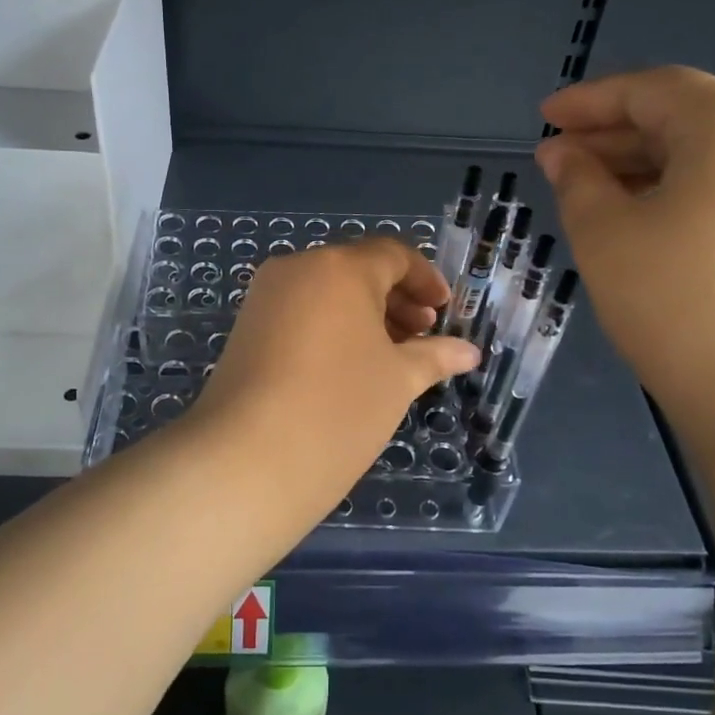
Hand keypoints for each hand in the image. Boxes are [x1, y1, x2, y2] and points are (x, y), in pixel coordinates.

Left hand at [187, 239, 478, 534]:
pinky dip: (331, 327)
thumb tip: (469, 352)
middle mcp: (298, 269)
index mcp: (340, 268)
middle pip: (357, 270)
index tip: (444, 312)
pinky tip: (348, 367)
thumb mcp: (398, 380)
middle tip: (422, 337)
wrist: (247, 458)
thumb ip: (435, 356)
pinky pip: (300, 312)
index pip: (392, 255)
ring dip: (364, 315)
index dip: (425, 280)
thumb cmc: (339, 408)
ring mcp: (265, 297)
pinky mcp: (246, 327)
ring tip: (390, 357)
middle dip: (396, 300)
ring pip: (326, 292)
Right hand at [536, 67, 714, 433]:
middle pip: (691, 119)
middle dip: (619, 136)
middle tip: (561, 161)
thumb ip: (578, 180)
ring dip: (654, 169)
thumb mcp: (606, 236)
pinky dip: (693, 197)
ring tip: (599, 196)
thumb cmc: (683, 305)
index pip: (652, 89)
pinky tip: (657, 229)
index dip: (590, 101)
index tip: (544, 116)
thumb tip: (565, 153)